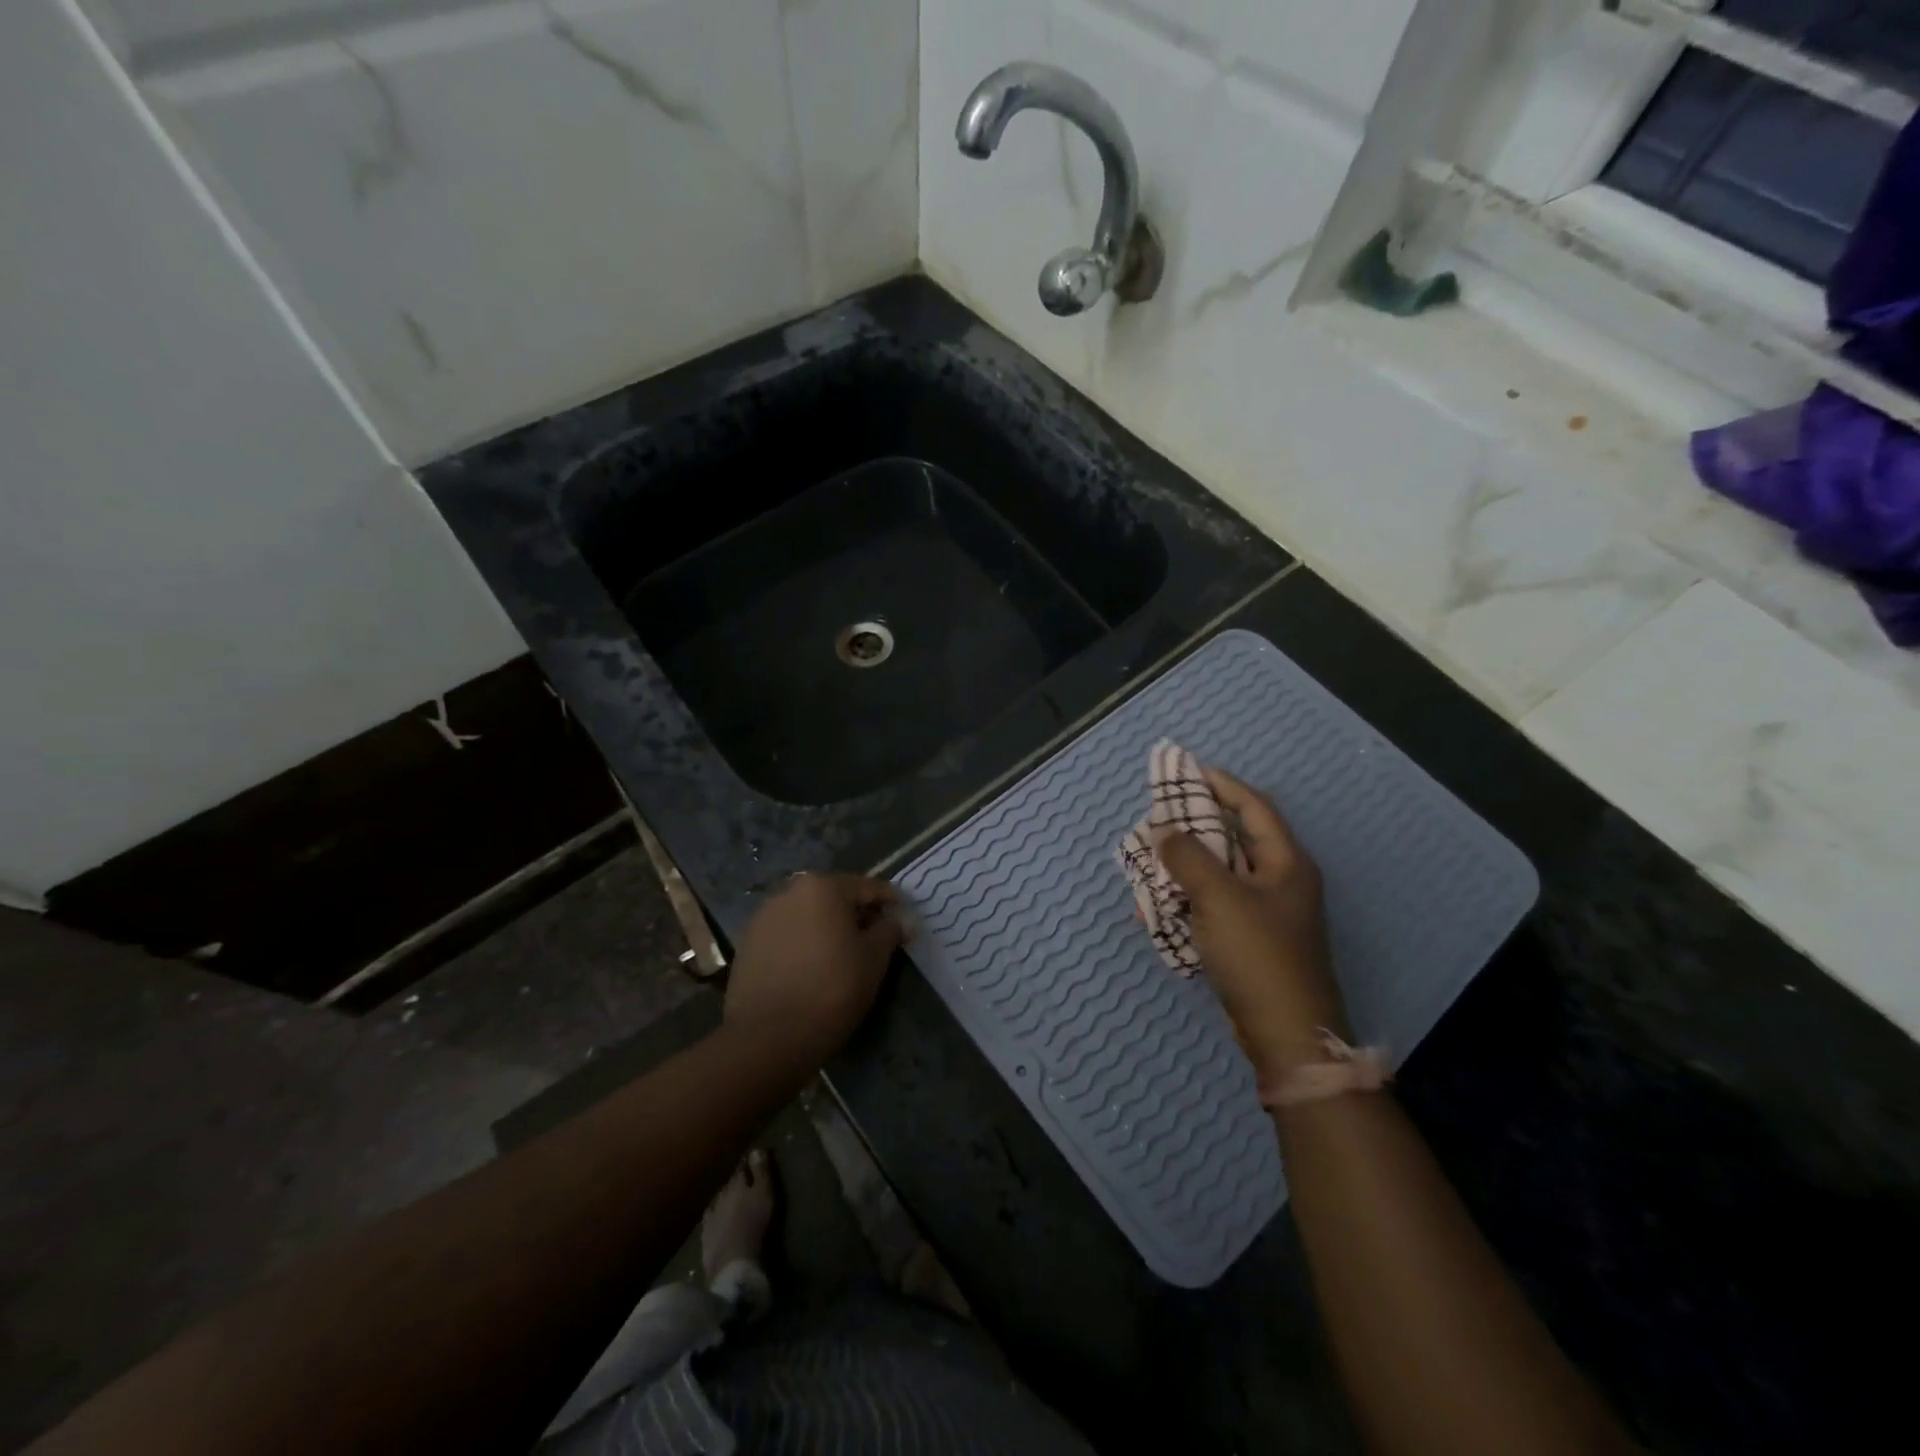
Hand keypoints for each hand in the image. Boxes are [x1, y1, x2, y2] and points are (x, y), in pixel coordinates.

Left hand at [723, 873, 907, 1066]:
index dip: (891, 904)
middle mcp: (789, 892)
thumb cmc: (832, 989)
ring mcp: (763, 918)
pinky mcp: (748, 945)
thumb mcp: (874, 959)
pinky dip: (804, 944)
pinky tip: (813, 970)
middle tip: (877, 941)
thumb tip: (903, 919)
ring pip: (808, 916)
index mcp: (822, 887)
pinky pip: (787, 936)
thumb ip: (890, 930)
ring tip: (843, 958)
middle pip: (835, 898)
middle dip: (857, 915)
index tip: (904, 922)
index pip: (868, 887)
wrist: (768, 1037)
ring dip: (828, 929)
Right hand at [1154, 769, 1349, 1084]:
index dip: (1221, 784)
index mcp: (1285, 862)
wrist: (1286, 1034)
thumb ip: (1188, 857)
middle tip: (1159, 815)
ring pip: (1220, 873)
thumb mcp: (1219, 897)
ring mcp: (1266, 912)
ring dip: (1185, 864)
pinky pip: (1214, 905)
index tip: (1186, 770)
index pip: (1253, 806)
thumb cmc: (1258, 955)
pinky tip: (1158, 905)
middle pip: (1234, 838)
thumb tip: (1164, 831)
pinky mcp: (1251, 940)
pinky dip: (1187, 899)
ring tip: (1150, 858)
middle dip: (1195, 825)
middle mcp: (1279, 880)